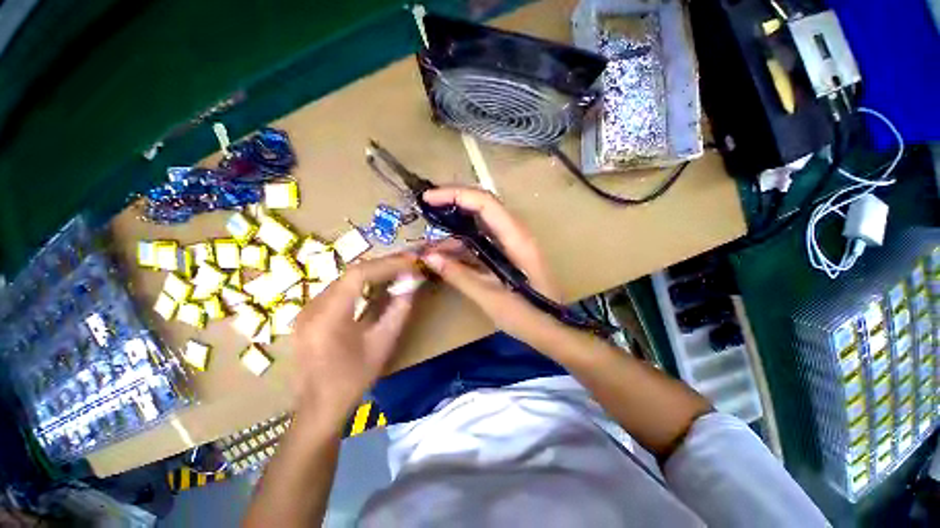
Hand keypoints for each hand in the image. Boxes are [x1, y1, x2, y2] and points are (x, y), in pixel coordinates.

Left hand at [290, 253, 422, 428]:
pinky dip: (362, 283)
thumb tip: (412, 282)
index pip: (359, 274)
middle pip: (351, 272)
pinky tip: (377, 284)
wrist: (319, 407)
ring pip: (345, 278)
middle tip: (408, 262)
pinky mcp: (308, 313)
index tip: (411, 262)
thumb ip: (399, 309)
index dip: (388, 264)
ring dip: (373, 272)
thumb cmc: (354, 379)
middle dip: (383, 265)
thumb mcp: (383, 343)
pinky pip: (339, 289)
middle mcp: (312, 306)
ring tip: (398, 269)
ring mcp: (306, 309)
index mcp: (328, 317)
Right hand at [420, 186, 564, 345]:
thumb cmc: (527, 316)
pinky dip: (464, 246)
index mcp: (516, 239)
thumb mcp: (490, 297)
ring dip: (455, 231)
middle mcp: (515, 233)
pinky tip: (447, 257)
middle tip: (426, 211)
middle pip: (482, 206)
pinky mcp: (508, 254)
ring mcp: (512, 243)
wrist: (553, 329)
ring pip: (480, 225)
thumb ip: (459, 275)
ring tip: (430, 245)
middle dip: (452, 204)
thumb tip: (428, 257)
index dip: (455, 195)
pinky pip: (483, 242)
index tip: (428, 199)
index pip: (485, 202)